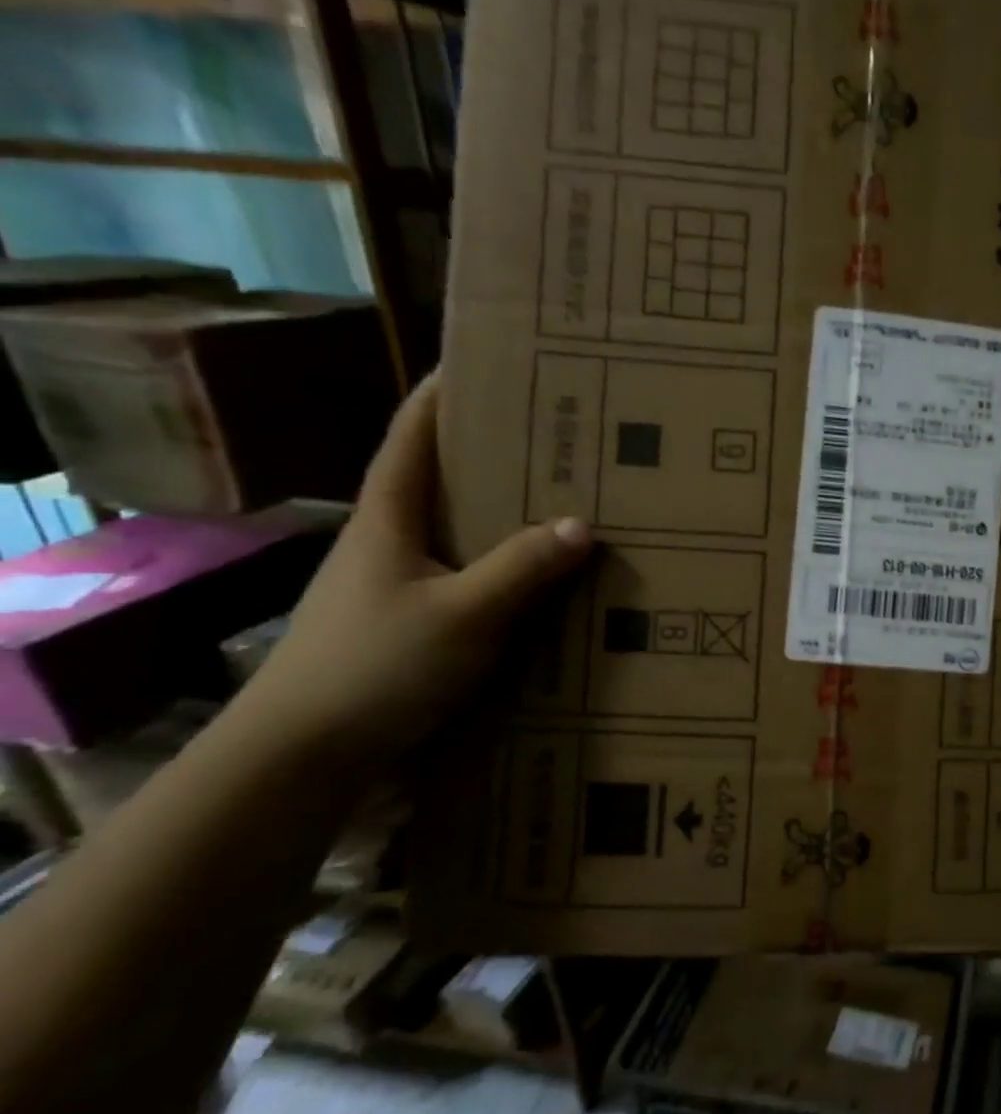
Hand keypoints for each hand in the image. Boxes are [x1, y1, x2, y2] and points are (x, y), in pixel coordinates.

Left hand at [238, 374, 593, 768]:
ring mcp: (396, 585)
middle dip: (489, 454)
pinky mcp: (410, 623)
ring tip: (559, 502)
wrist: (304, 751)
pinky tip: (538, 580)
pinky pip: (467, 577)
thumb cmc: (375, 666)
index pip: (413, 440)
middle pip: (440, 482)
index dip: (441, 397)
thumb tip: (583, 524)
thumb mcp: (463, 614)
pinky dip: (501, 566)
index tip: (480, 362)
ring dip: (500, 515)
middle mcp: (389, 543)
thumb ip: (521, 568)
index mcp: (389, 520)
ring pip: (456, 533)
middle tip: (550, 437)